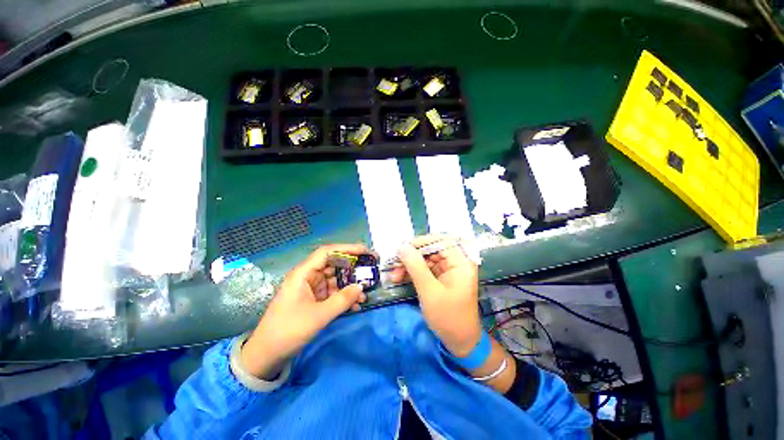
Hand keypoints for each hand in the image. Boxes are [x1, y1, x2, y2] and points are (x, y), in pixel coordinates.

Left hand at [241, 244, 367, 378]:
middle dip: (352, 269)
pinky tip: (355, 306)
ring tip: (365, 295)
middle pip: (334, 266)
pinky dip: (344, 298)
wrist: (267, 355)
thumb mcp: (318, 316)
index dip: (347, 249)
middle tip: (370, 271)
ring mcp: (311, 289)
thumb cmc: (288, 331)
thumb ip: (342, 300)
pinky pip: (333, 294)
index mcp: (303, 274)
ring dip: (350, 287)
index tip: (365, 251)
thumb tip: (361, 287)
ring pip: (335, 281)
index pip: (327, 252)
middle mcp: (308, 277)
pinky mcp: (314, 300)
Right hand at [390, 235, 480, 356]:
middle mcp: (456, 262)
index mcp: (461, 262)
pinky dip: (412, 272)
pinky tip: (399, 277)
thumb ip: (416, 267)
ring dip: (409, 265)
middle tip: (395, 263)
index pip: (442, 241)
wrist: (459, 342)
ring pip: (425, 259)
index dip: (422, 241)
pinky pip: (424, 269)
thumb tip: (402, 247)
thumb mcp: (429, 291)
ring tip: (394, 274)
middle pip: (432, 249)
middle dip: (412, 256)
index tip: (404, 248)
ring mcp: (448, 270)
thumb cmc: (448, 317)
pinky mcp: (441, 278)